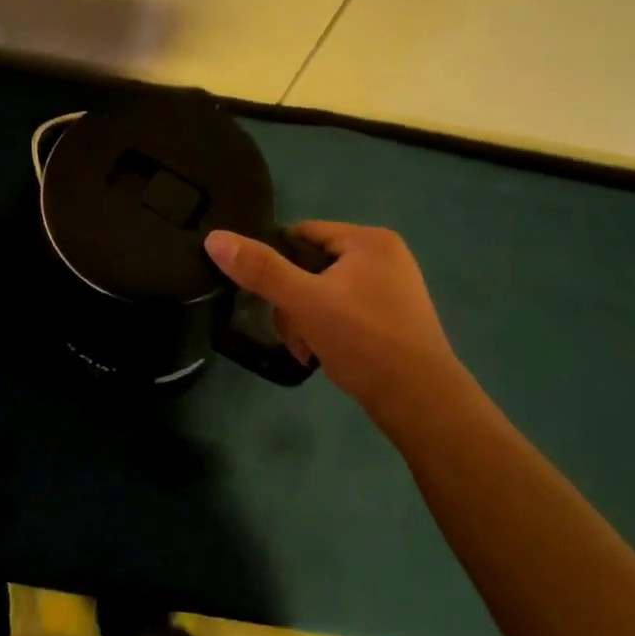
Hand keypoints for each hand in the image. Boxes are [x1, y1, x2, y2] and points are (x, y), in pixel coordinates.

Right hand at [204, 222, 453, 406]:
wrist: (420, 400)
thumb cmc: (363, 340)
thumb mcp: (304, 302)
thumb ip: (260, 270)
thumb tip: (214, 237)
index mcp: (369, 241)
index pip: (301, 234)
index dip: (276, 261)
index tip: (265, 296)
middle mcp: (385, 257)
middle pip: (310, 266)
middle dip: (291, 301)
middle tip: (290, 332)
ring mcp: (392, 289)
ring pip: (324, 293)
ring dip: (304, 319)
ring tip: (305, 349)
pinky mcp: (393, 318)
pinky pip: (343, 311)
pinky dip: (326, 330)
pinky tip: (321, 354)